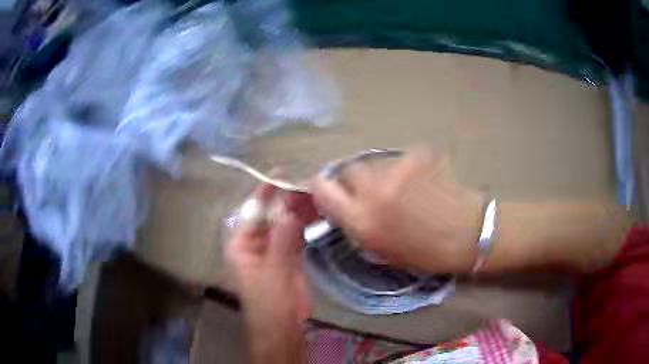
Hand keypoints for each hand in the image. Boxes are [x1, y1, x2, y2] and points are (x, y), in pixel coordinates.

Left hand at [225, 184, 315, 362]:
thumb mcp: (275, 270)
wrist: (283, 327)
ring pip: (285, 224)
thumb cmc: (270, 303)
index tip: (281, 174)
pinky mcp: (288, 257)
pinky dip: (305, 224)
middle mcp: (255, 244)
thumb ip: (283, 238)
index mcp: (242, 245)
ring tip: (316, 194)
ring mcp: (273, 250)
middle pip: (271, 216)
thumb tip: (291, 208)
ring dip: (298, 210)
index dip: (266, 192)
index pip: (253, 212)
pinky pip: (295, 235)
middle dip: (287, 201)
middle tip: (308, 185)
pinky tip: (317, 213)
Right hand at [311, 146, 484, 273]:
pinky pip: (399, 159)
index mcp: (362, 220)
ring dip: (380, 175)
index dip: (322, 187)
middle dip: (355, 181)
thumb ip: (357, 227)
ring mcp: (397, 170)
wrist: (467, 234)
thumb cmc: (425, 253)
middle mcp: (374, 191)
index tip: (330, 191)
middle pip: (348, 169)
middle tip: (371, 193)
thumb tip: (343, 207)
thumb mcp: (381, 251)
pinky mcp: (417, 156)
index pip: (321, 188)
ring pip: (374, 163)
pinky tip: (419, 181)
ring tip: (400, 189)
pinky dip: (404, 169)